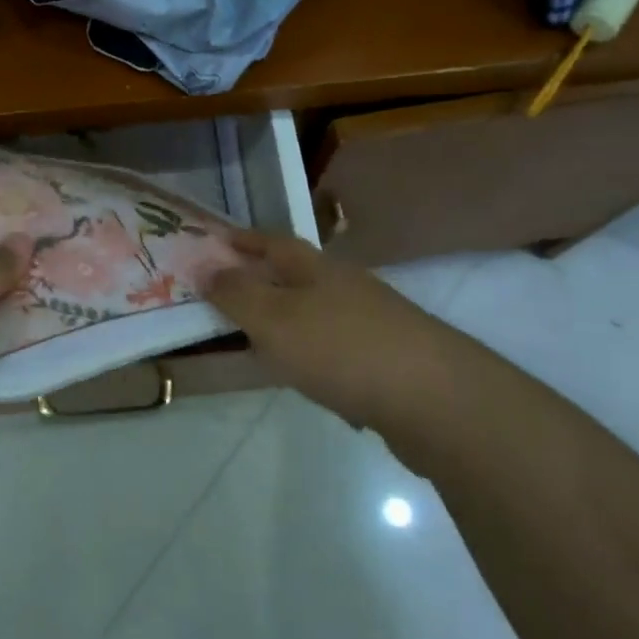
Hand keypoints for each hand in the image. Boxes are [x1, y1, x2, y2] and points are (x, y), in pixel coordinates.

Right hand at [206, 231, 453, 441]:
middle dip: (266, 280)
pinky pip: (339, 350)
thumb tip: (204, 267)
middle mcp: (347, 288)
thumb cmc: (341, 348)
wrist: (435, 399)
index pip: (274, 242)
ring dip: (290, 321)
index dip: (245, 240)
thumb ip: (237, 294)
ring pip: (320, 314)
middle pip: (299, 276)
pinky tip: (311, 381)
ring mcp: (373, 323)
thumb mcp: (274, 319)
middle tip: (229, 294)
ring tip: (261, 342)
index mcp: (317, 269)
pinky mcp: (389, 361)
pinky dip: (316, 357)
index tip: (216, 240)